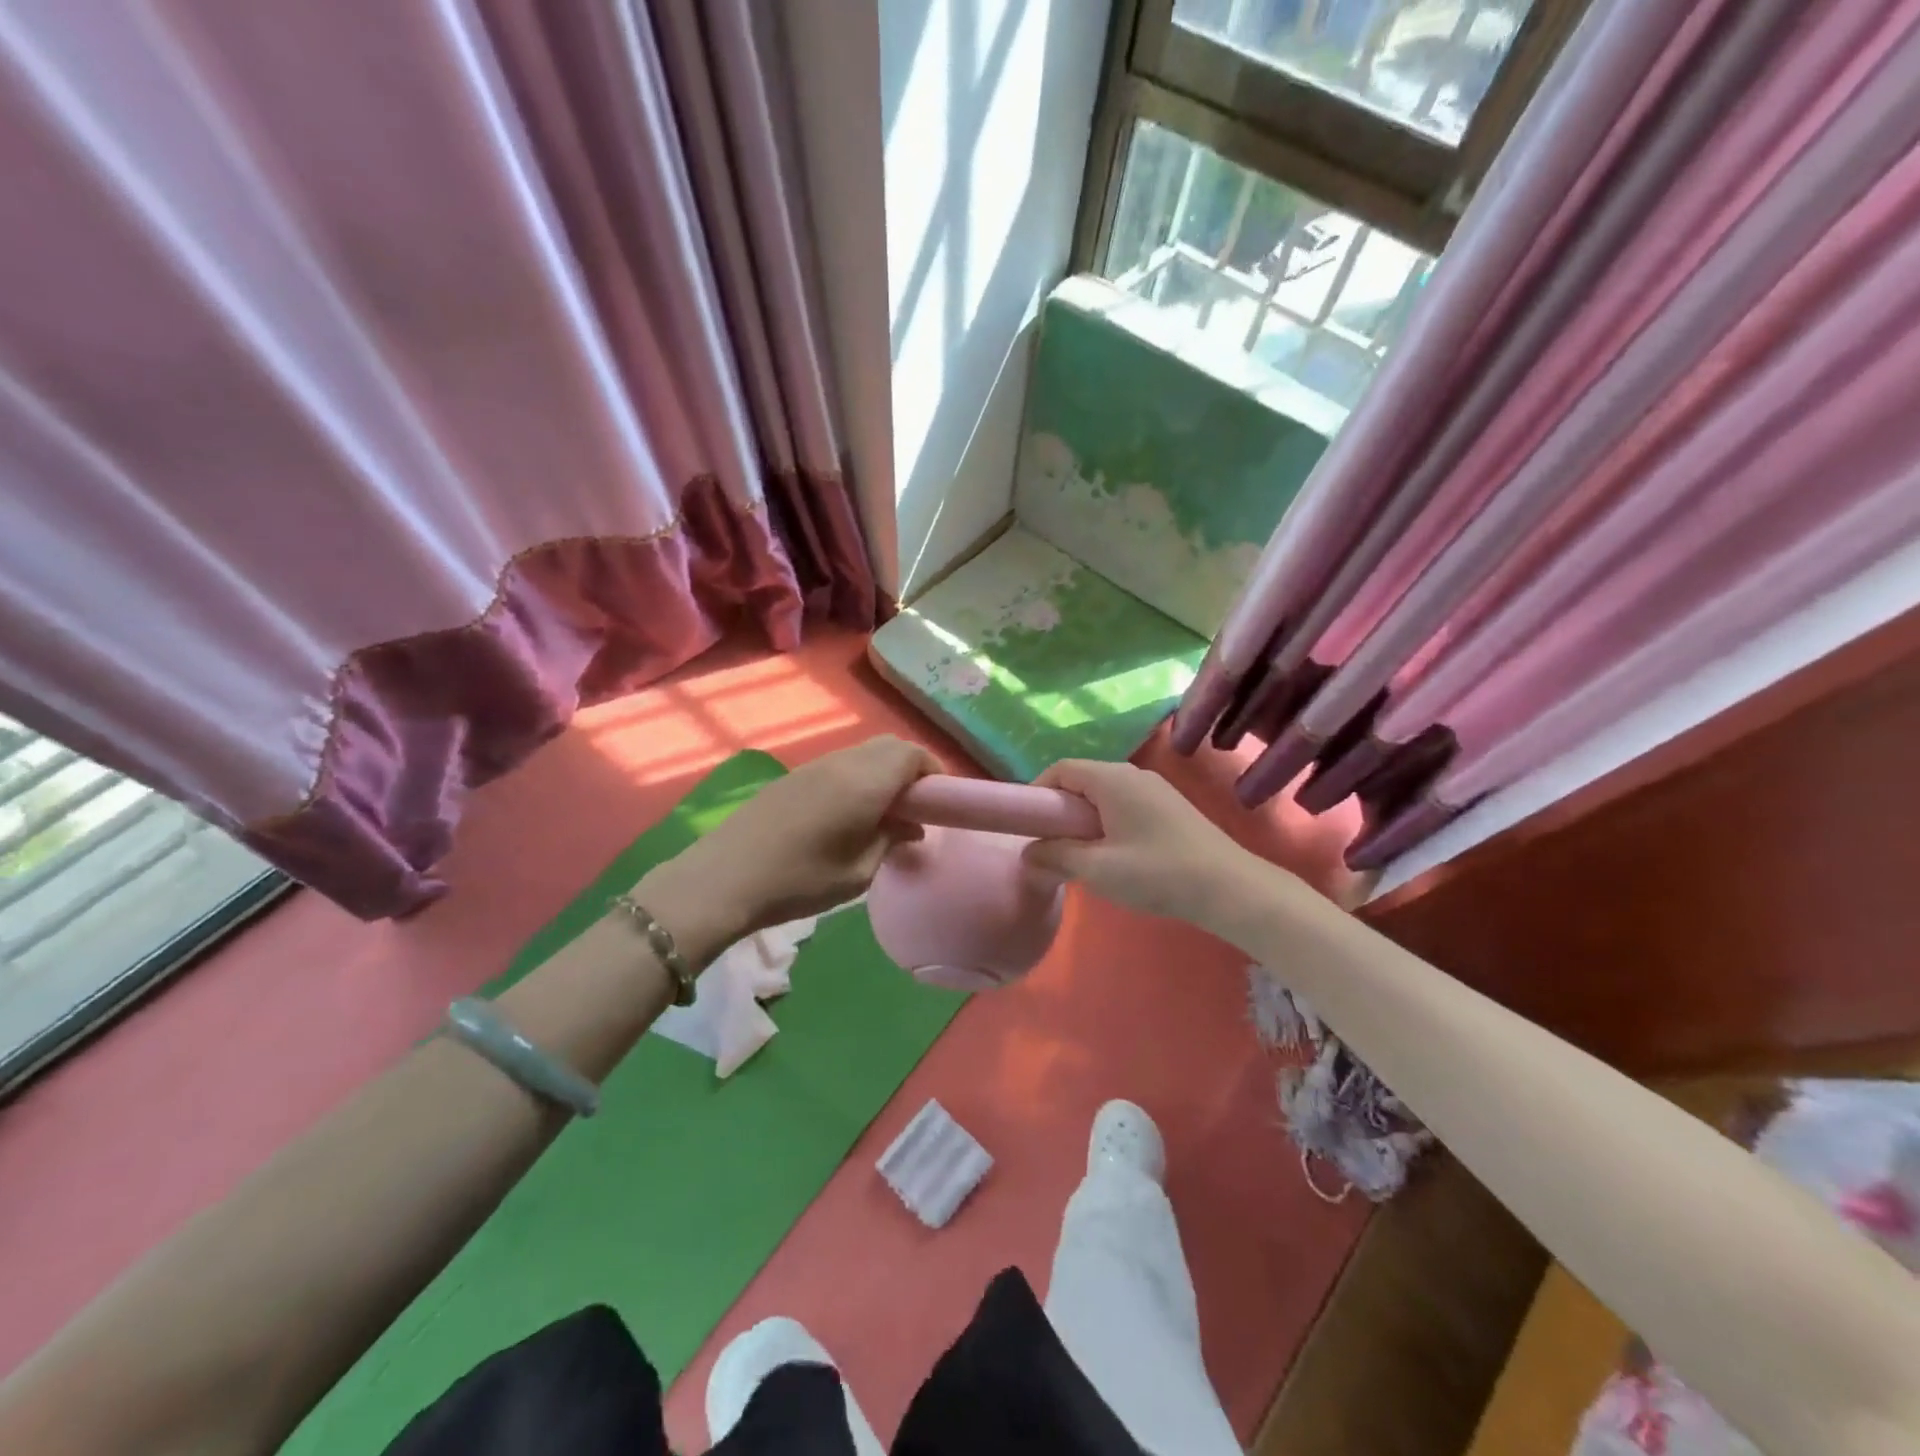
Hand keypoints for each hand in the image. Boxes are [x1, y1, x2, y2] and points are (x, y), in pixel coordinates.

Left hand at [636, 736, 939, 961]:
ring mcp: (815, 766)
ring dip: (883, 773)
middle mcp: (843, 763)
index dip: (933, 772)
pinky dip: (858, 777)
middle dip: (911, 769)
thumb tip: (912, 826)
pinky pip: (840, 764)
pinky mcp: (794, 776)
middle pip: (889, 746)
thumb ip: (892, 841)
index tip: (939, 803)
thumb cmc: (800, 880)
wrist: (725, 877)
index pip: (913, 755)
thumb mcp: (859, 872)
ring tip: (884, 814)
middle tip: (915, 808)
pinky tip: (849, 813)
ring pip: (864, 753)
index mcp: (866, 781)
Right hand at [1023, 759, 1271, 928]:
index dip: (1036, 792)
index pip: (1060, 769)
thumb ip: (1056, 856)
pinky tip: (1113, 855)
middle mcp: (1132, 773)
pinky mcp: (1169, 807)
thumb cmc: (1157, 873)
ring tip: (1079, 855)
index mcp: (1111, 778)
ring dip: (1083, 819)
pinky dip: (1106, 822)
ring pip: (1103, 794)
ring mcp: (1154, 789)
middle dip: (1059, 809)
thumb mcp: (1097, 869)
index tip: (1026, 825)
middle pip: (1081, 780)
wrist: (1230, 888)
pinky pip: (1123, 804)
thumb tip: (1028, 852)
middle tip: (1050, 845)